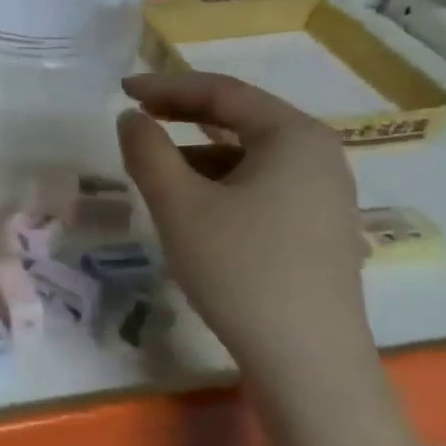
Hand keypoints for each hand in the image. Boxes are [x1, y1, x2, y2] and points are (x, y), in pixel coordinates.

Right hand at [116, 72, 370, 382]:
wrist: (306, 359)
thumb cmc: (240, 269)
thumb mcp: (180, 206)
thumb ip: (147, 152)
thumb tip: (131, 118)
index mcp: (294, 136)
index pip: (223, 93)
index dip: (166, 86)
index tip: (121, 90)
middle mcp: (319, 155)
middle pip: (241, 119)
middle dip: (183, 117)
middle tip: (136, 118)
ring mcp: (324, 194)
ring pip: (249, 157)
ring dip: (198, 154)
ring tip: (155, 172)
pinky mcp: (318, 228)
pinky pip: (261, 186)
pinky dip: (220, 184)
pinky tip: (192, 208)